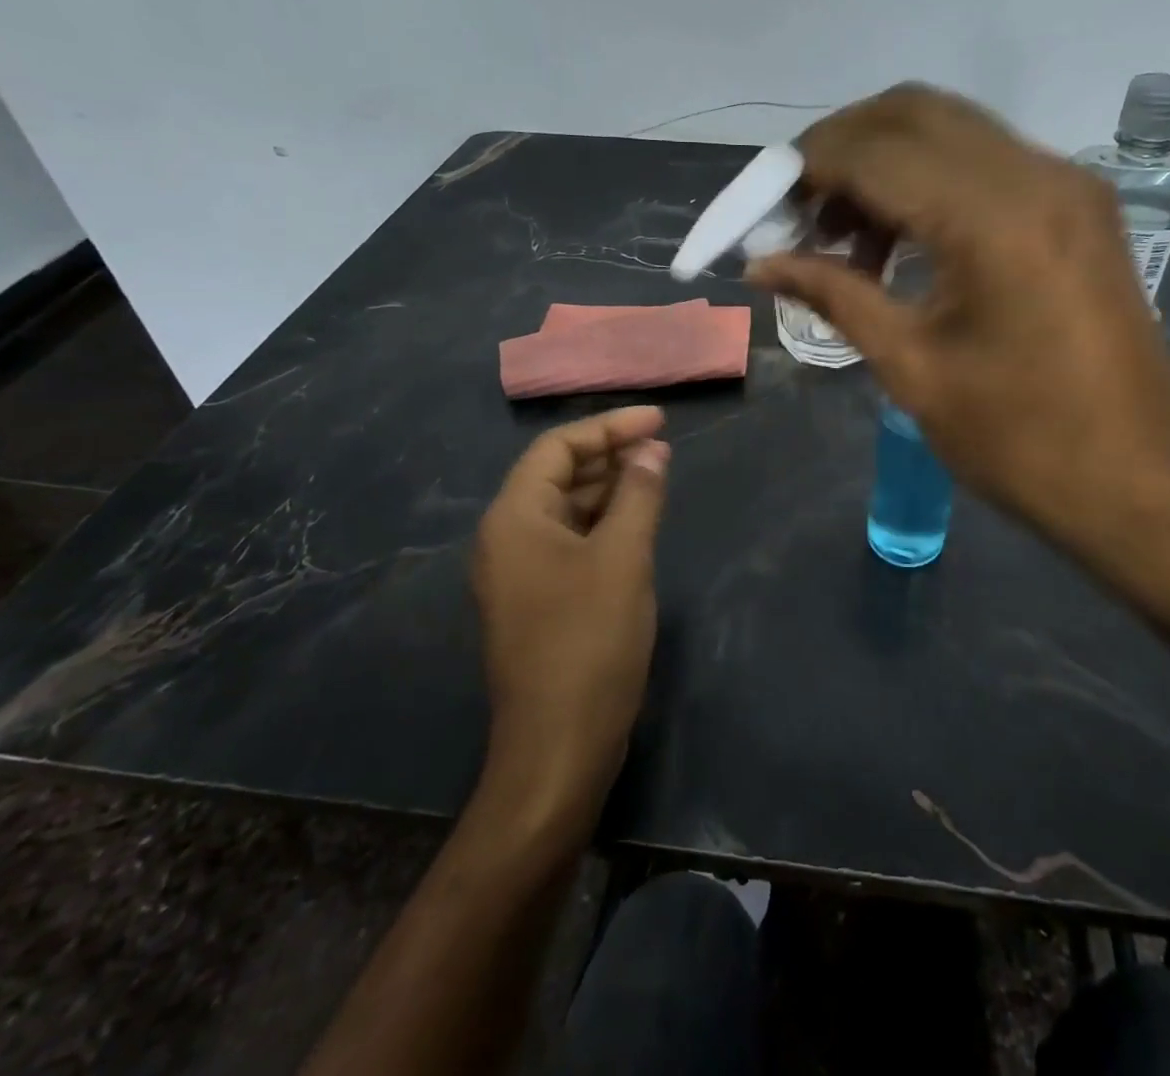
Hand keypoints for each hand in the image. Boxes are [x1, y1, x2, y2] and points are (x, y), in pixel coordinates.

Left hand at [471, 406, 669, 823]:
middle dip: (610, 454)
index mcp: (514, 518)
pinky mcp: (538, 601)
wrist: (558, 748)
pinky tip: (638, 523)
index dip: (609, 426)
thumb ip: (639, 494)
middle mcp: (507, 538)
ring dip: (609, 488)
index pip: (558, 447)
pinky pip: (570, 542)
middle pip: (557, 474)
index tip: (659, 420)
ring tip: (657, 476)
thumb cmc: (589, 641)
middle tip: (662, 446)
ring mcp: (520, 573)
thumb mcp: (623, 558)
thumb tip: (652, 449)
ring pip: (566, 509)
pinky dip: (604, 523)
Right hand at [749, 83, 1169, 592]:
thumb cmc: (1023, 443)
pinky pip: (984, 163)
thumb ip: (835, 296)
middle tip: (796, 213)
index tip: (759, 208)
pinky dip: (927, 182)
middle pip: (911, 114)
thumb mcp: (913, 369)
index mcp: (994, 218)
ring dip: (881, 164)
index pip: (873, 151)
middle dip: (838, 150)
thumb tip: (762, 264)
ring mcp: (1066, 184)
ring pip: (949, 130)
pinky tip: (898, 242)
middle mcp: (1036, 175)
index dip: (802, 168)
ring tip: (840, 237)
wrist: (1145, 485)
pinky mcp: (1078, 206)